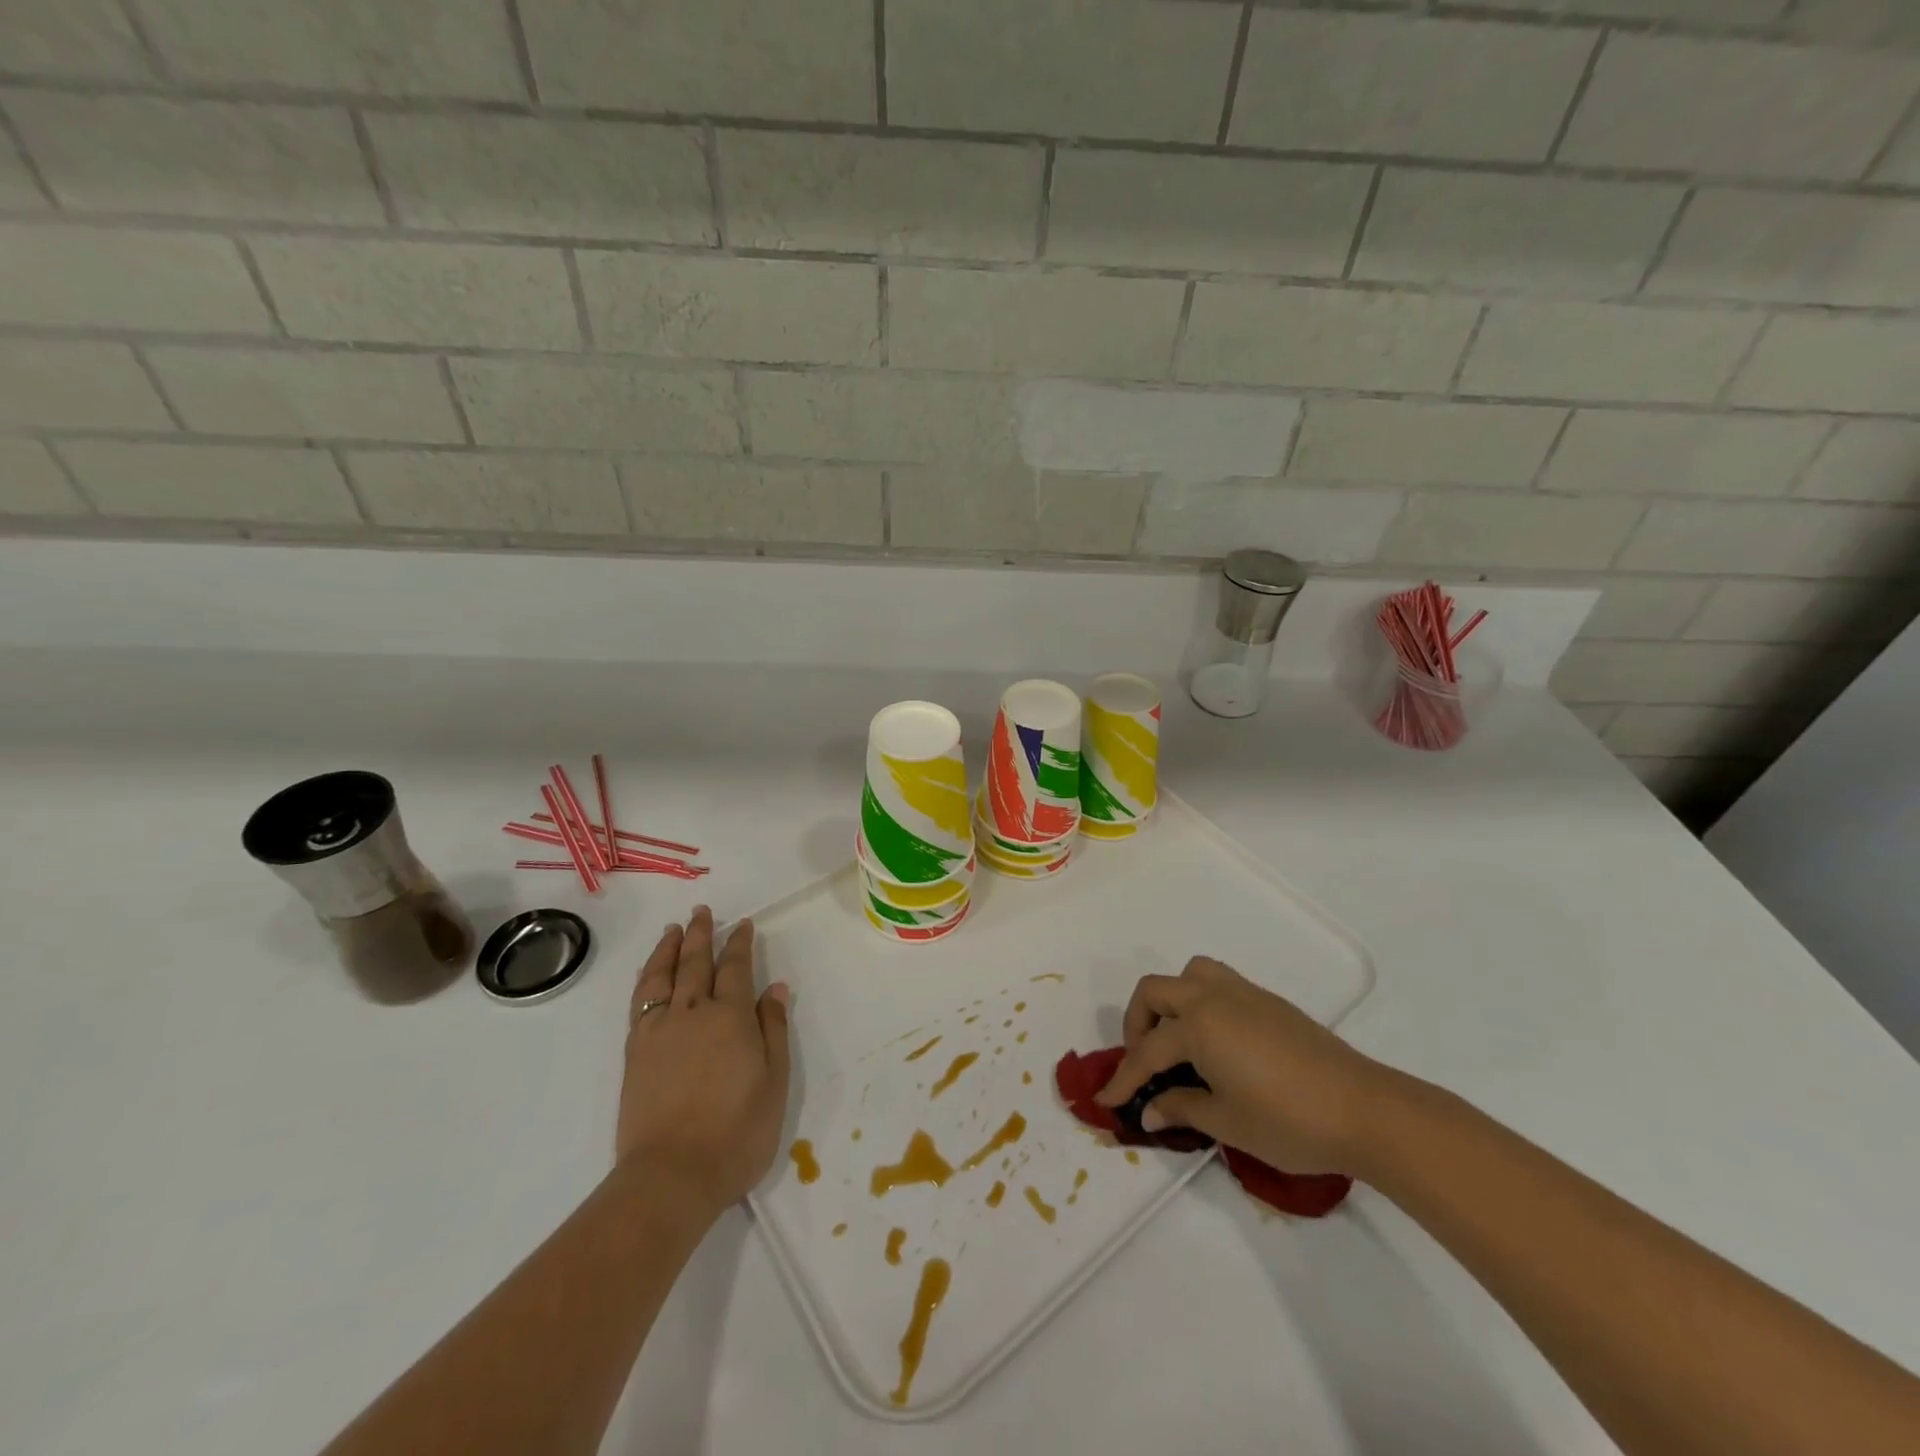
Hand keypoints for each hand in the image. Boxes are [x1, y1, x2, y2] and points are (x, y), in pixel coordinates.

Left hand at [616, 907, 791, 1217]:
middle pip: (697, 963)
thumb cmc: (737, 1133)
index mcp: (731, 1017)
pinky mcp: (636, 1051)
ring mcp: (659, 1030)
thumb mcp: (774, 1082)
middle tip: (703, 911)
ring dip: (670, 948)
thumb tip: (775, 987)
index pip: (736, 969)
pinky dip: (647, 978)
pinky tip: (651, 973)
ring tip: (674, 930)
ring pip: (663, 975)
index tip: (743, 925)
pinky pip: (640, 1000)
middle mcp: (693, 1012)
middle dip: (702, 934)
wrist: (671, 1176)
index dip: (740, 944)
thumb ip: (773, 1029)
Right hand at [1096, 957, 1400, 1175]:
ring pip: (1190, 974)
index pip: (1147, 1052)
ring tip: (1177, 1039)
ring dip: (1171, 1000)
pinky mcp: (1268, 1001)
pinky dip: (1201, 1001)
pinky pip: (1218, 982)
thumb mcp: (1228, 1123)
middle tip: (1143, 1062)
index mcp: (1198, 1026)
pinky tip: (1216, 1041)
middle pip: (1155, 991)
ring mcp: (1243, 994)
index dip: (1123, 1079)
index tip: (1106, 1100)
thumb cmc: (1290, 1121)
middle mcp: (1213, 997)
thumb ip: (1182, 1109)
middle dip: (1137, 1023)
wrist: (1365, 1109)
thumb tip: (1150, 1109)